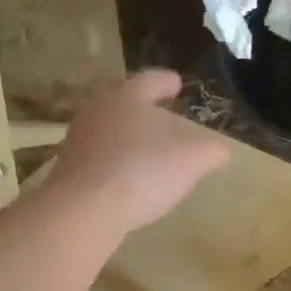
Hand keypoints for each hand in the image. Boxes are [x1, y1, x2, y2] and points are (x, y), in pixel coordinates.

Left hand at [49, 71, 230, 235]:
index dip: (167, 81)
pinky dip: (116, 163)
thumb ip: (211, 152)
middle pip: (125, 102)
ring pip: (110, 130)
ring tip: (149, 151)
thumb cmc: (143, 172)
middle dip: (144, 109)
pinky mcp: (69, 169)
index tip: (177, 84)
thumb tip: (221, 152)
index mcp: (127, 97)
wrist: (84, 209)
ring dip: (129, 138)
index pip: (151, 80)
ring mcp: (79, 140)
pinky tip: (130, 180)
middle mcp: (98, 110)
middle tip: (163, 116)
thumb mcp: (192, 160)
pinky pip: (100, 158)